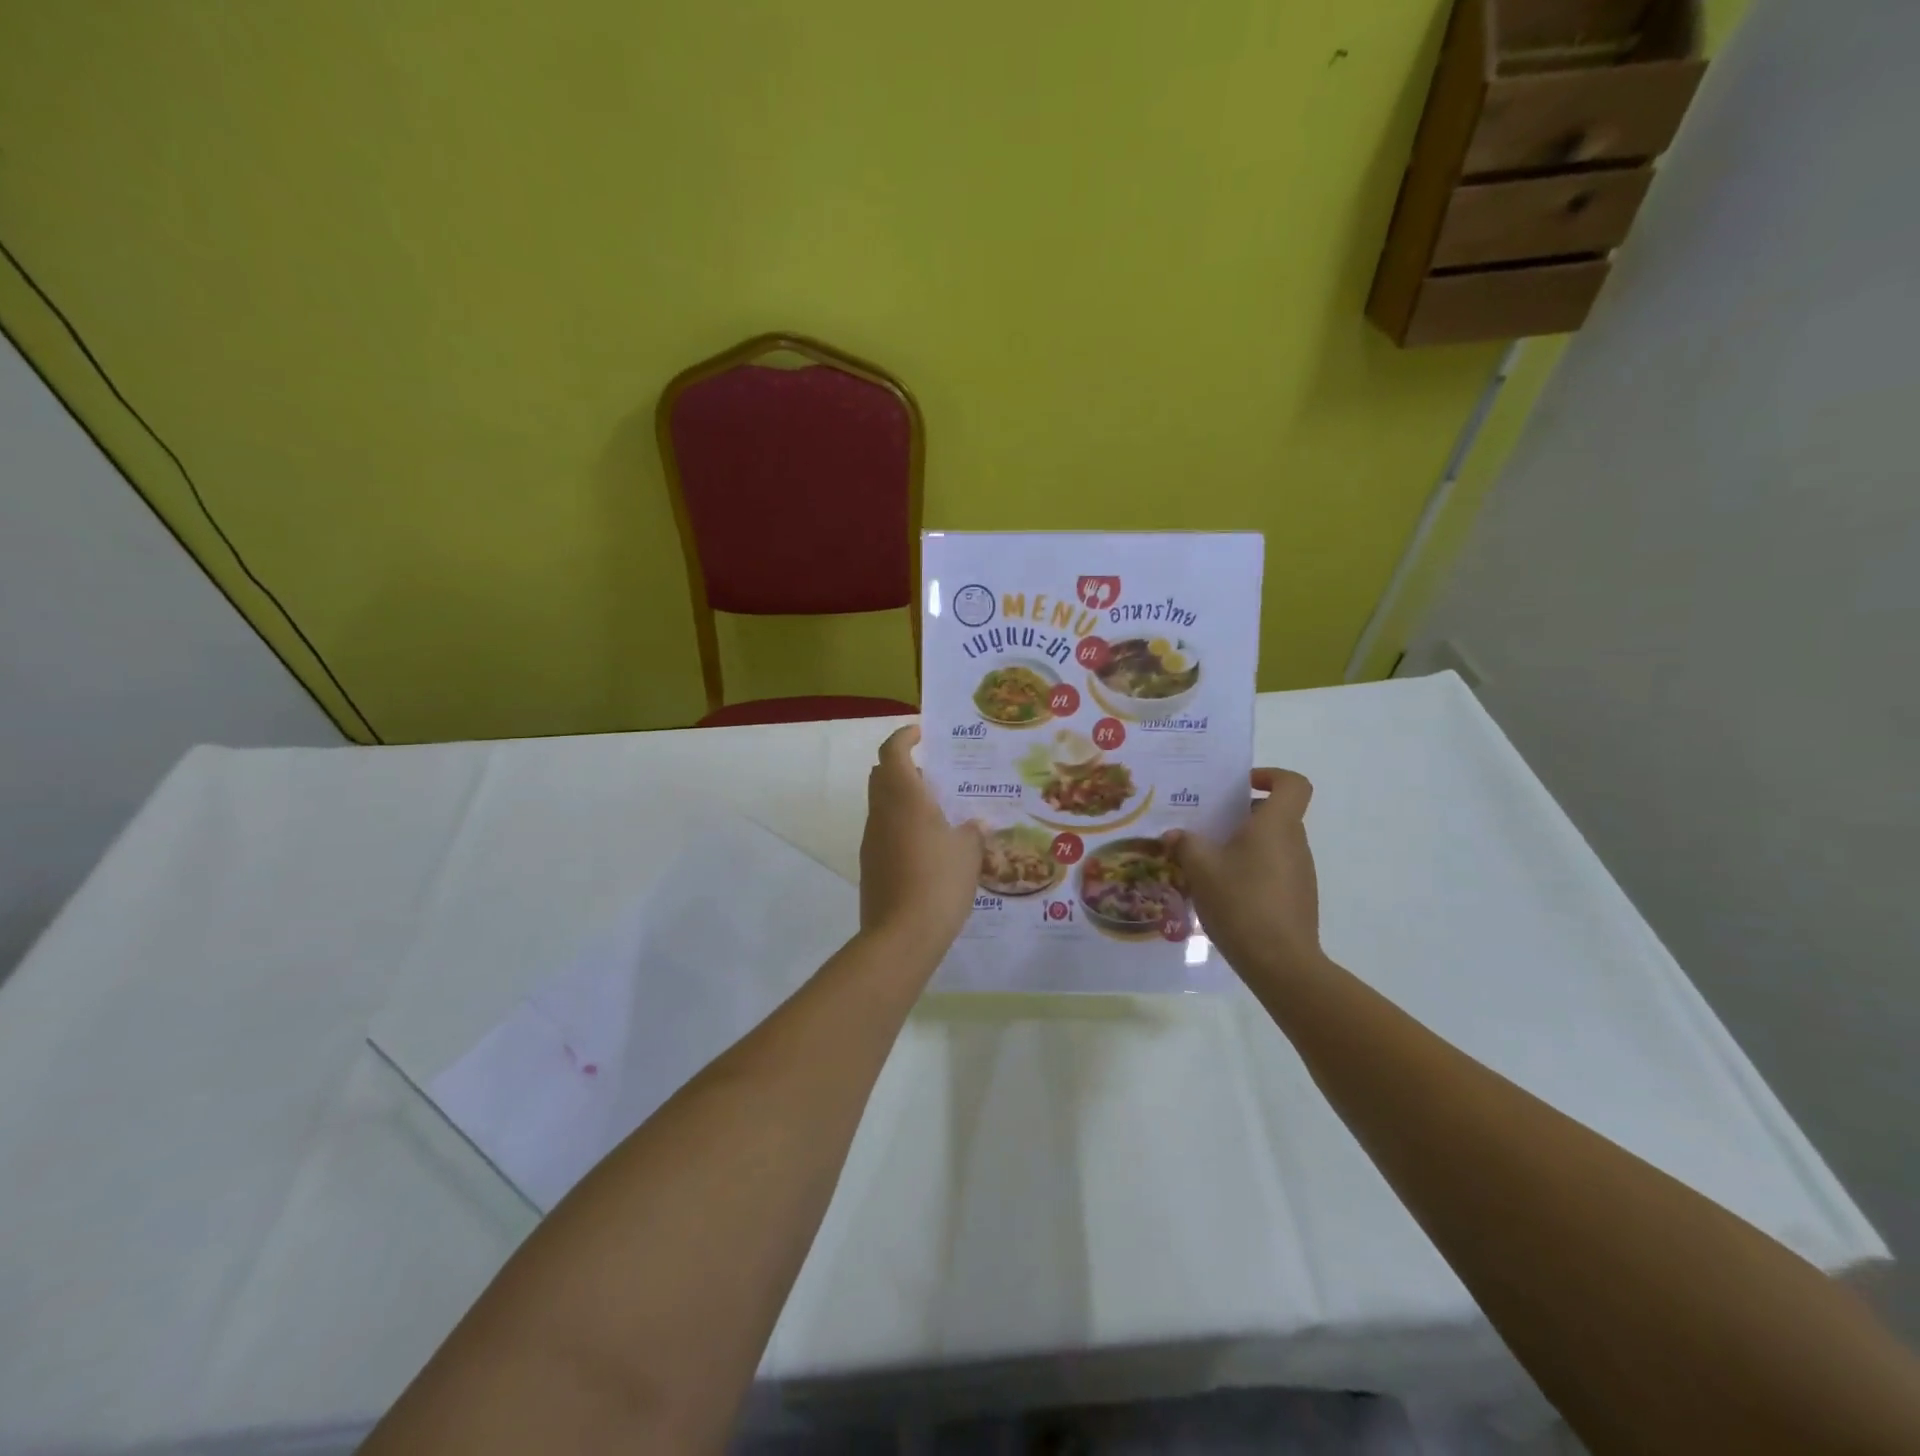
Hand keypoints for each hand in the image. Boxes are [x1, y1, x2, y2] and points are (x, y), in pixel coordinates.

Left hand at [860, 726, 983, 955]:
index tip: (923, 733)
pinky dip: (902, 826)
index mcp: (904, 798)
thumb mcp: (968, 853)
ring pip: (883, 804)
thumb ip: (972, 831)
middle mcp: (881, 813)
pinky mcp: (871, 865)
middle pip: (883, 774)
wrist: (901, 936)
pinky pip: (885, 831)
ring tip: (939, 812)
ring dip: (904, 798)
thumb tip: (973, 825)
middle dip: (904, 766)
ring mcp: (871, 840)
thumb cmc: (938, 882)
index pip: (893, 751)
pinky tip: (929, 847)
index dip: (905, 736)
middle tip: (936, 774)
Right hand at [1167, 768, 1323, 979]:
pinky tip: (1224, 893)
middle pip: (1275, 814)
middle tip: (1208, 826)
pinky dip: (1252, 871)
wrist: (1280, 963)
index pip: (1292, 783)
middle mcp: (1295, 843)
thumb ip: (1186, 845)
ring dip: (1244, 846)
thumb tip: (1174, 836)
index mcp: (1276, 825)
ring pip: (1272, 844)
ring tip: (1209, 863)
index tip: (1240, 786)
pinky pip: (1274, 871)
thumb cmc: (1241, 902)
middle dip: (1242, 815)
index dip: (1270, 776)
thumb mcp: (1201, 869)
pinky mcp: (1298, 899)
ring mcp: (1301, 873)